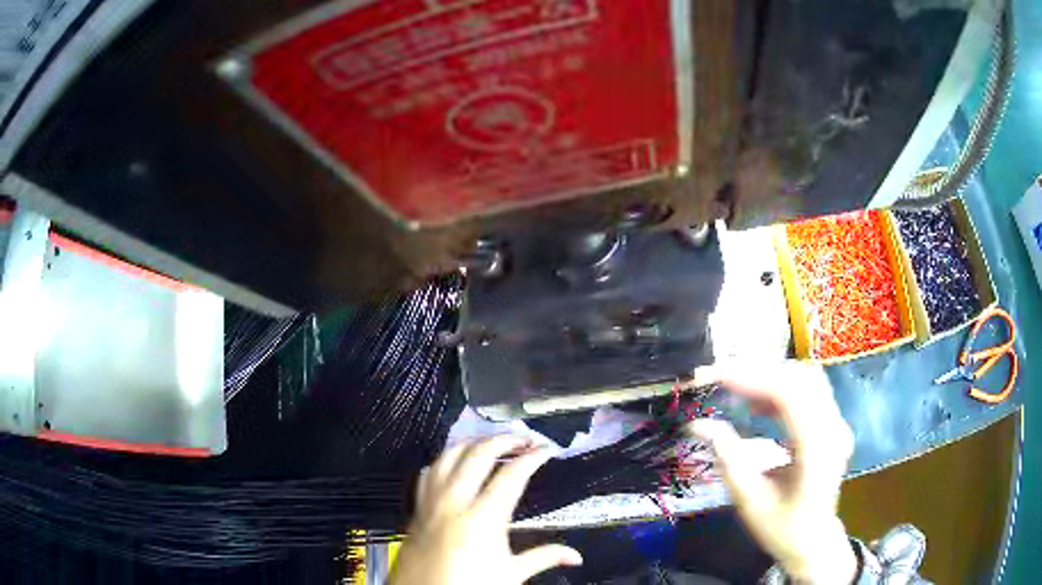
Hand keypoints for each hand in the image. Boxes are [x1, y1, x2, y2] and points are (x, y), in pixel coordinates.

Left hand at [390, 436, 582, 584]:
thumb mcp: (511, 575)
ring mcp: (432, 502)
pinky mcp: (417, 508)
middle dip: (504, 439)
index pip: (512, 474)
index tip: (546, 450)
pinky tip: (454, 463)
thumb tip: (575, 557)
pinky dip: (444, 460)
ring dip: (472, 443)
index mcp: (483, 518)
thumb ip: (544, 557)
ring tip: (491, 443)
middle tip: (524, 440)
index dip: (532, 457)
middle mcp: (455, 501)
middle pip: (478, 454)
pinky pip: (428, 472)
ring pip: (448, 455)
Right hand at [689, 362, 857, 583]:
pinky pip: (809, 392)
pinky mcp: (832, 425)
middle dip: (759, 373)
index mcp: (816, 450)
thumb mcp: (748, 499)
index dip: (752, 379)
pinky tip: (759, 406)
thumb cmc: (780, 527)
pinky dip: (781, 390)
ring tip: (739, 392)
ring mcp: (837, 425)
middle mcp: (833, 429)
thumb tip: (697, 423)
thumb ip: (727, 457)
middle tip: (722, 381)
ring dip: (771, 379)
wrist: (813, 542)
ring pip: (807, 379)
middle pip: (801, 378)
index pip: (789, 395)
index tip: (715, 375)